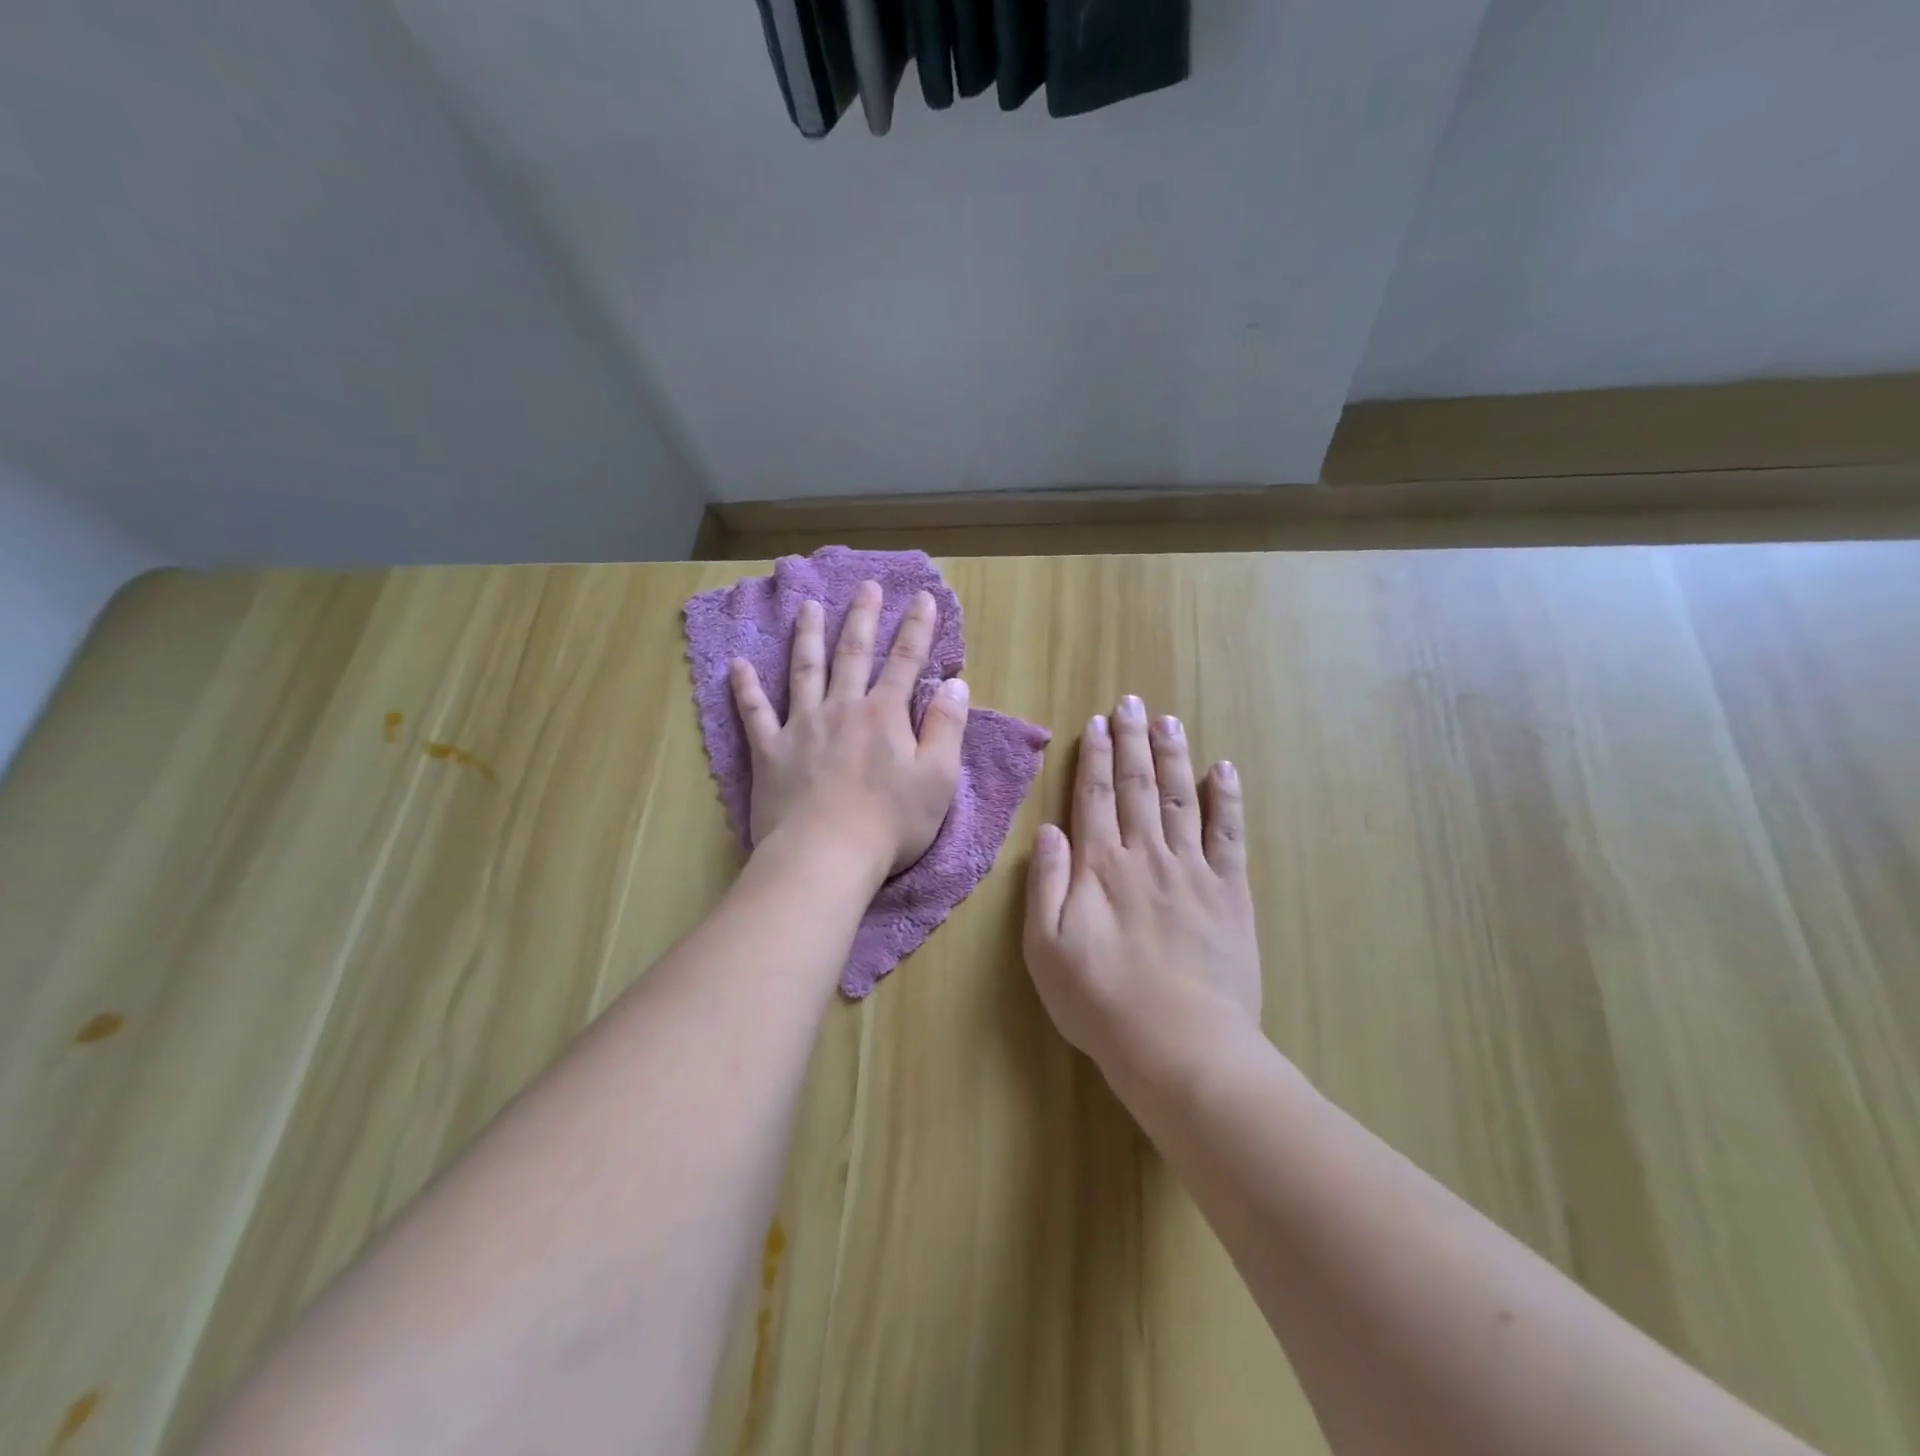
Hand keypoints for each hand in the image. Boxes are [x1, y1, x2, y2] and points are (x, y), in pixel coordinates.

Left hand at [730, 580, 968, 883]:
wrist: (826, 856)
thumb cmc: (890, 822)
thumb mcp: (938, 777)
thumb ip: (947, 726)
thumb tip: (956, 683)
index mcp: (884, 714)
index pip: (906, 661)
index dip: (918, 628)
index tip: (924, 598)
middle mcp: (842, 708)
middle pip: (853, 654)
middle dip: (863, 618)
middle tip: (866, 587)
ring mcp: (802, 727)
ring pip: (804, 670)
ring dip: (808, 636)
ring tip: (809, 607)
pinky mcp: (770, 751)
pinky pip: (754, 713)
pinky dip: (745, 689)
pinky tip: (737, 666)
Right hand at [1023, 696, 1261, 1087]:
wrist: (1182, 1046)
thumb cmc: (1102, 1002)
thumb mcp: (1046, 950)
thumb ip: (1046, 884)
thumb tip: (1049, 829)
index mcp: (1101, 866)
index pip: (1094, 796)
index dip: (1093, 757)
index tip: (1096, 723)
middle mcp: (1146, 854)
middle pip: (1137, 785)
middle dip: (1132, 741)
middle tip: (1132, 702)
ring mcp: (1193, 870)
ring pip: (1182, 797)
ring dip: (1174, 755)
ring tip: (1169, 721)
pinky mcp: (1229, 892)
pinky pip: (1229, 834)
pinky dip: (1228, 798)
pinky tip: (1224, 769)